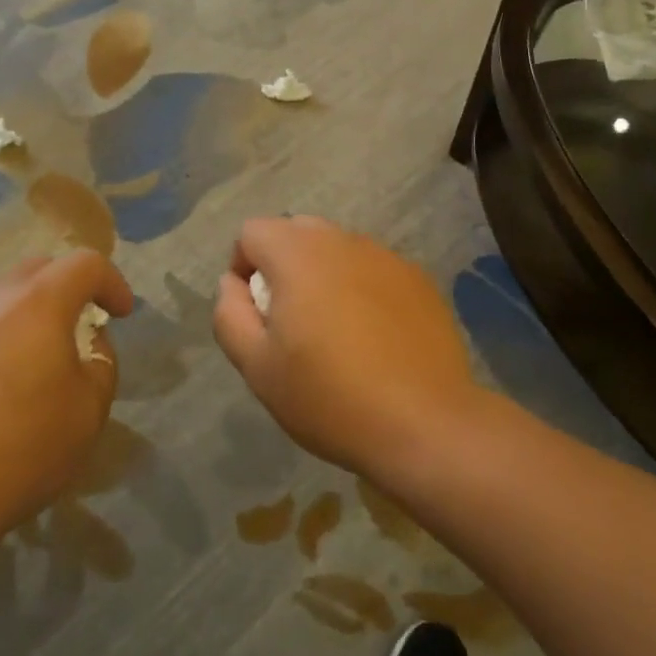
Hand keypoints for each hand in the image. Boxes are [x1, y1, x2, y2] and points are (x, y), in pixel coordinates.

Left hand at [0, 251, 130, 542]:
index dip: (112, 282)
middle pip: (39, 269)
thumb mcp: (90, 410)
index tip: (121, 314)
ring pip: (1, 297)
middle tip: (81, 326)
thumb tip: (87, 341)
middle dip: (68, 287)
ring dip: (28, 312)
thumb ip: (101, 361)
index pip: (86, 263)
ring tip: (36, 357)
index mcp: (38, 303)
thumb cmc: (22, 450)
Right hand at [213, 216, 477, 477]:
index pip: (252, 231)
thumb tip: (231, 283)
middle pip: (296, 232)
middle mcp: (342, 240)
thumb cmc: (330, 397)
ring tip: (335, 332)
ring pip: (337, 250)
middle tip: (291, 321)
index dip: (243, 267)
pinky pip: (374, 270)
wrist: (425, 424)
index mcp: (298, 253)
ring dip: (324, 276)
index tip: (256, 313)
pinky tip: (375, 338)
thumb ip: (230, 315)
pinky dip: (362, 289)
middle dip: (283, 266)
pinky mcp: (418, 278)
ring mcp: (385, 256)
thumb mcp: (257, 367)